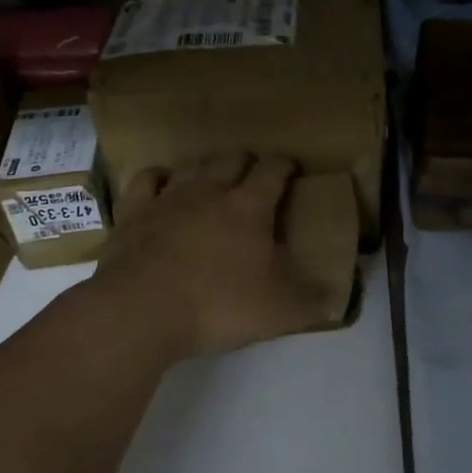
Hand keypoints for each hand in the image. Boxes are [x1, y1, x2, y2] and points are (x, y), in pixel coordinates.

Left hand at [92, 153, 329, 361]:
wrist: (140, 311)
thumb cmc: (217, 306)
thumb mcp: (278, 312)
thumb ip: (311, 302)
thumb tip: (338, 298)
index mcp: (250, 207)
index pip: (273, 170)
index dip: (285, 166)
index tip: (291, 169)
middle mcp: (210, 191)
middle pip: (232, 159)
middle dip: (247, 162)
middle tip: (253, 177)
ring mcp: (168, 197)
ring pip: (192, 166)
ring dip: (206, 168)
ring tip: (212, 179)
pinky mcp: (134, 212)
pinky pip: (147, 180)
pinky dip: (158, 178)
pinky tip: (161, 185)